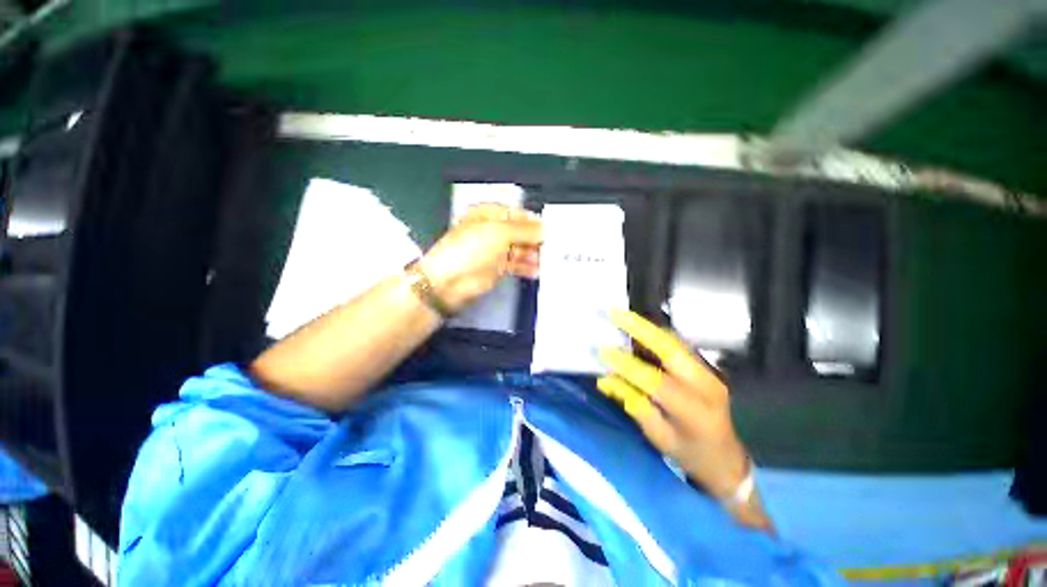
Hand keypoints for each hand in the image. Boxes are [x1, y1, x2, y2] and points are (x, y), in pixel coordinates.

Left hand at [418, 204, 542, 312]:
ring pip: (521, 249)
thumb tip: (545, 228)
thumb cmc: (471, 249)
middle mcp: (493, 231)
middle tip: (554, 247)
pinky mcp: (497, 268)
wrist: (450, 282)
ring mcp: (495, 251)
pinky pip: (516, 265)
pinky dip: (527, 267)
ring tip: (549, 260)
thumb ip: (525, 230)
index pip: (518, 214)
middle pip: (521, 232)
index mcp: (489, 214)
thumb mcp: (499, 233)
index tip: (553, 230)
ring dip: (534, 254)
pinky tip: (538, 270)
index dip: (535, 221)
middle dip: (537, 239)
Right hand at [598, 310, 749, 499]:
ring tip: (623, 318)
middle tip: (616, 314)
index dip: (628, 366)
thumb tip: (606, 379)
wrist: (726, 459)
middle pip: (672, 349)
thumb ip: (634, 405)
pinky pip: (677, 345)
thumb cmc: (690, 454)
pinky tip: (639, 330)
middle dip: (642, 329)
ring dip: (648, 328)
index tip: (604, 352)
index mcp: (694, 411)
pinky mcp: (705, 367)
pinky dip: (656, 335)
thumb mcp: (659, 437)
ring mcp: (708, 373)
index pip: (657, 382)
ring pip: (675, 341)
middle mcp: (706, 385)